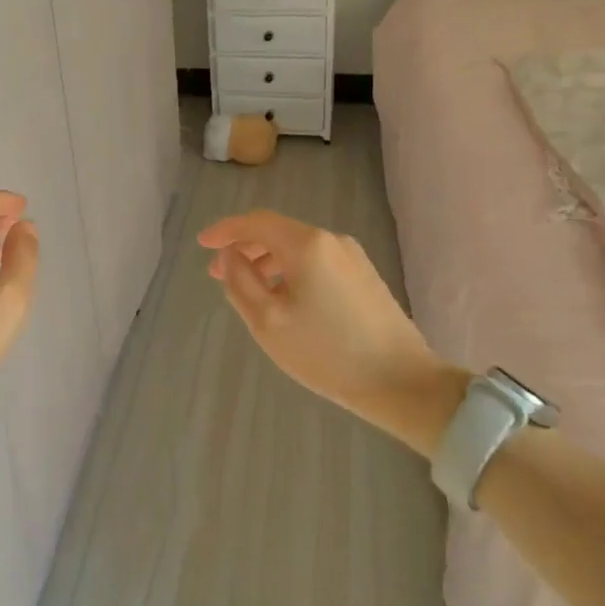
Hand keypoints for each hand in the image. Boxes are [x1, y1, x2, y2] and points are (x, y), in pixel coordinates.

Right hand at [199, 210, 446, 437]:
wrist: (403, 383)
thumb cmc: (327, 353)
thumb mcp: (268, 321)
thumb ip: (241, 282)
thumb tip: (230, 255)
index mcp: (307, 244)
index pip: (255, 222)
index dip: (225, 230)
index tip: (202, 244)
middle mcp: (331, 240)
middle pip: (277, 232)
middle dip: (244, 248)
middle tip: (218, 274)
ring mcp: (352, 257)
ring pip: (297, 248)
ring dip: (266, 262)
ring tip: (247, 290)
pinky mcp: (364, 277)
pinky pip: (316, 262)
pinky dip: (290, 271)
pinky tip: (283, 299)